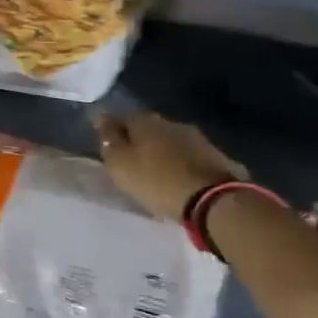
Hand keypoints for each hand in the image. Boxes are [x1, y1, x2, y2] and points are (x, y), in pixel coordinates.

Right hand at [95, 110, 244, 221]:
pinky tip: (177, 177)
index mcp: (145, 121)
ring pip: (170, 141)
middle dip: (139, 140)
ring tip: (154, 171)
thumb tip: (101, 117)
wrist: (213, 200)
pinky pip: (189, 157)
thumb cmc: (156, 180)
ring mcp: (197, 138)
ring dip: (161, 152)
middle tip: (130, 160)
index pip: (121, 118)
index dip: (113, 131)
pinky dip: (180, 163)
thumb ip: (109, 140)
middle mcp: (171, 122)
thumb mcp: (120, 163)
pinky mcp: (216, 156)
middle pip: (148, 129)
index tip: (108, 145)